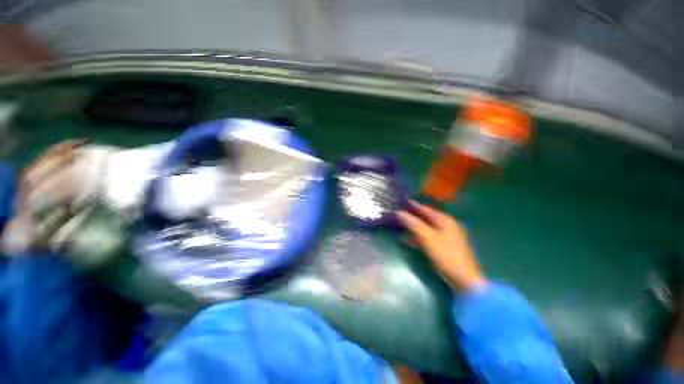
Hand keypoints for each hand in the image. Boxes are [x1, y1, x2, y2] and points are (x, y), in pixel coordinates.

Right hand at [397, 201, 484, 290]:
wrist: (463, 279)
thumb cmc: (446, 254)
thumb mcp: (427, 237)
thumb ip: (413, 224)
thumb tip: (399, 212)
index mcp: (444, 220)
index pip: (425, 209)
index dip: (413, 205)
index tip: (401, 201)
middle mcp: (446, 225)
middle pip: (425, 218)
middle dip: (412, 216)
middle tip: (398, 213)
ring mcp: (445, 236)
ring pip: (426, 228)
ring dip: (414, 227)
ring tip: (400, 225)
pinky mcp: (443, 246)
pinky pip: (427, 237)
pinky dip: (418, 237)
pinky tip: (408, 239)